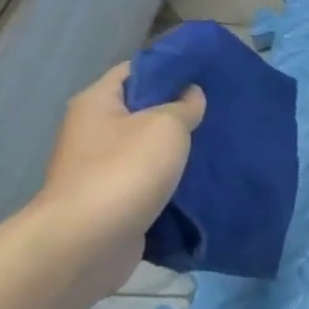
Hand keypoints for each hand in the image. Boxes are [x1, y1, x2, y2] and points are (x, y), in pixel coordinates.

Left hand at [31, 63, 205, 297]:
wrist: (88, 240)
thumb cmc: (125, 171)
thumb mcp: (165, 126)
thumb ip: (183, 106)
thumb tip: (191, 94)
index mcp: (97, 102)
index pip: (136, 70)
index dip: (171, 68)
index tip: (208, 75)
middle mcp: (94, 130)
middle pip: (143, 109)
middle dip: (180, 110)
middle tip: (220, 111)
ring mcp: (101, 167)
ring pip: (149, 147)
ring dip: (179, 148)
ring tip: (218, 144)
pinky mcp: (115, 199)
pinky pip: (150, 179)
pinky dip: (173, 179)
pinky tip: (202, 180)